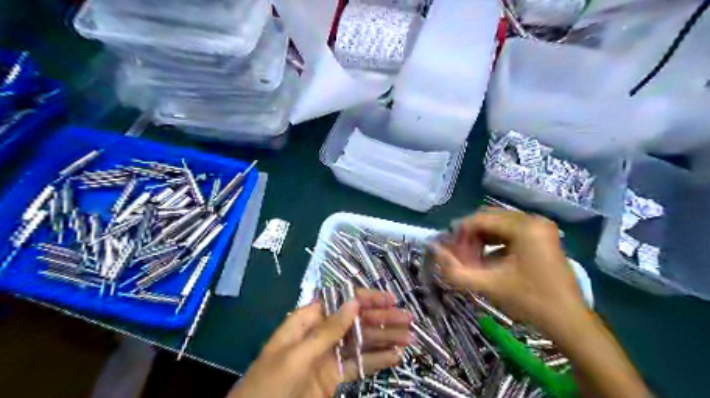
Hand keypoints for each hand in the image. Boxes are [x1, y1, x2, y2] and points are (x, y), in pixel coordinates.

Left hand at [228, 289, 410, 397]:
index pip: (341, 302)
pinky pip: (359, 364)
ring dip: (385, 339)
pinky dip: (377, 360)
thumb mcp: (297, 355)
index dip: (365, 298)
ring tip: (408, 338)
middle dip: (381, 319)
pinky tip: (395, 357)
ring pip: (361, 342)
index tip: (389, 299)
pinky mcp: (334, 376)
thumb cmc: (270, 384)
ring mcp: (329, 355)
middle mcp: (321, 333)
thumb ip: (327, 330)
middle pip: (355, 321)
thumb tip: (353, 301)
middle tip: (407, 320)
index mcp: (307, 321)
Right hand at [436, 209, 585, 333]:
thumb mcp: (489, 286)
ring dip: (481, 239)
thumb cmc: (531, 302)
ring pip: (498, 225)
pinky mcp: (542, 237)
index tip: (450, 252)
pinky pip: (509, 232)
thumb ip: (456, 271)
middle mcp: (534, 220)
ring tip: (472, 260)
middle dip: (470, 236)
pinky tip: (487, 260)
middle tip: (460, 257)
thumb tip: (434, 251)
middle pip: (489, 219)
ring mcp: (540, 227)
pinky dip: (494, 243)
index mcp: (525, 227)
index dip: (460, 233)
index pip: (480, 219)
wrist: (569, 322)